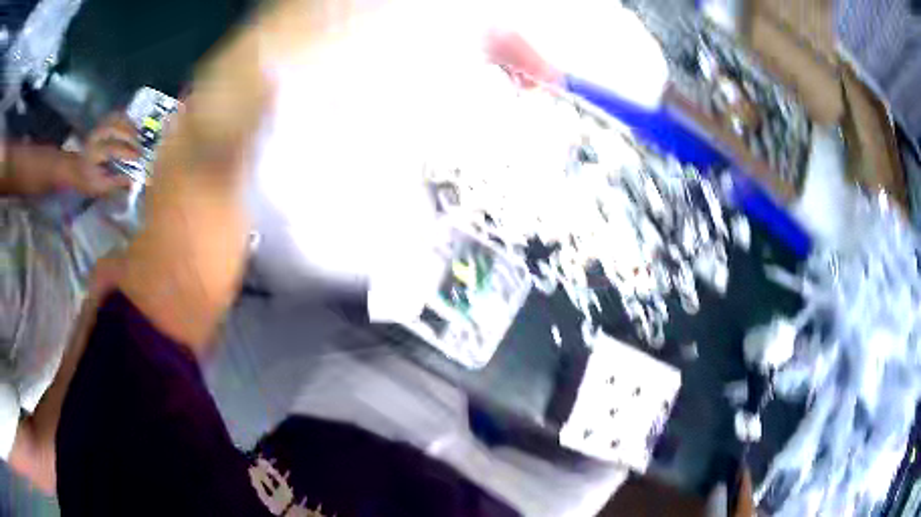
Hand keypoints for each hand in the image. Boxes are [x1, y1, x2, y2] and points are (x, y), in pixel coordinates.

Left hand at [66, 114, 140, 196]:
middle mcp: (97, 136)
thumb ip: (115, 183)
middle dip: (130, 137)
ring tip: (139, 136)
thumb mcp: (99, 186)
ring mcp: (100, 127)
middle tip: (140, 146)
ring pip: (117, 119)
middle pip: (116, 129)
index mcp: (94, 153)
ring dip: (130, 126)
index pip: (113, 148)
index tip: (139, 157)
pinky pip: (117, 115)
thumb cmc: (88, 180)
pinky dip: (127, 119)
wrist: (76, 168)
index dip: (127, 152)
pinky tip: (133, 128)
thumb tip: (132, 181)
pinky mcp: (103, 123)